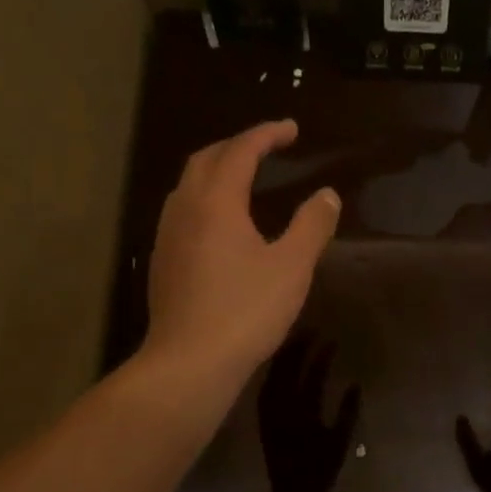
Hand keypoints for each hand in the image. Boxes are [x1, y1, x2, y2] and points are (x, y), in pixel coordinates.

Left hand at [143, 120, 340, 391]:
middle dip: (237, 146)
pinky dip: (206, 199)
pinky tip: (222, 224)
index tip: (291, 129)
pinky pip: (184, 211)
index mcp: (215, 202)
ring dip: (217, 171)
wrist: (189, 362)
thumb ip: (312, 226)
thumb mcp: (291, 267)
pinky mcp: (163, 262)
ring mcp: (168, 236)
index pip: (240, 151)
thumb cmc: (245, 311)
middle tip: (267, 148)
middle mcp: (184, 209)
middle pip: (206, 159)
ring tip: (245, 178)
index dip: (266, 135)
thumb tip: (327, 195)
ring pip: (189, 185)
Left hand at [258, 332, 359, 491]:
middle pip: (287, 369)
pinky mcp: (262, 418)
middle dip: (297, 347)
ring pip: (273, 375)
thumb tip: (354, 385)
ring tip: (294, 340)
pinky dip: (273, 372)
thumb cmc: (320, 470)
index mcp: (303, 412)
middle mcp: (282, 408)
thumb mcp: (340, 441)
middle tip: (310, 331)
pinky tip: (279, 364)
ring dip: (283, 356)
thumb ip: (348, 412)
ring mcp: (268, 412)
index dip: (321, 356)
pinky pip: (265, 387)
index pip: (312, 375)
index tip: (330, 340)